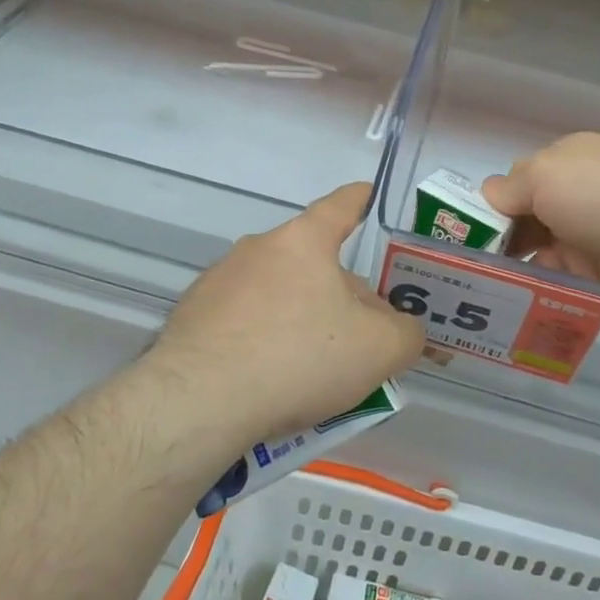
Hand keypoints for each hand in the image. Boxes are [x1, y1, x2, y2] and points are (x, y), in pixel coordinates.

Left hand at [149, 182, 424, 444]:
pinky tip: (270, 380)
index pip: (342, 204)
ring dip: (301, 317)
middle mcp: (258, 248)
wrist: (200, 401)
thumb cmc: (299, 357)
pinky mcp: (193, 315)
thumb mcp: (379, 350)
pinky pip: (244, 319)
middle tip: (362, 333)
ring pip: (278, 292)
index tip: (371, 197)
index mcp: (303, 240)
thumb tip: (404, 328)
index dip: (362, 200)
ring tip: (316, 369)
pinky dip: (263, 338)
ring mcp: (219, 280)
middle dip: (341, 290)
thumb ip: (406, 332)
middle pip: (313, 260)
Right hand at [482, 133, 599, 309]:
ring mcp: (590, 235)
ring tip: (483, 288)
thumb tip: (488, 197)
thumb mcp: (542, 175)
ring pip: (540, 253)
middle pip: (526, 220)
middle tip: (468, 266)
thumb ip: (508, 189)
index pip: (517, 183)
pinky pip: (561, 281)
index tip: (467, 232)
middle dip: (499, 241)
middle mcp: (576, 196)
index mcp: (564, 163)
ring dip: (516, 268)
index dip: (493, 206)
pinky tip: (513, 301)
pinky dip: (540, 289)